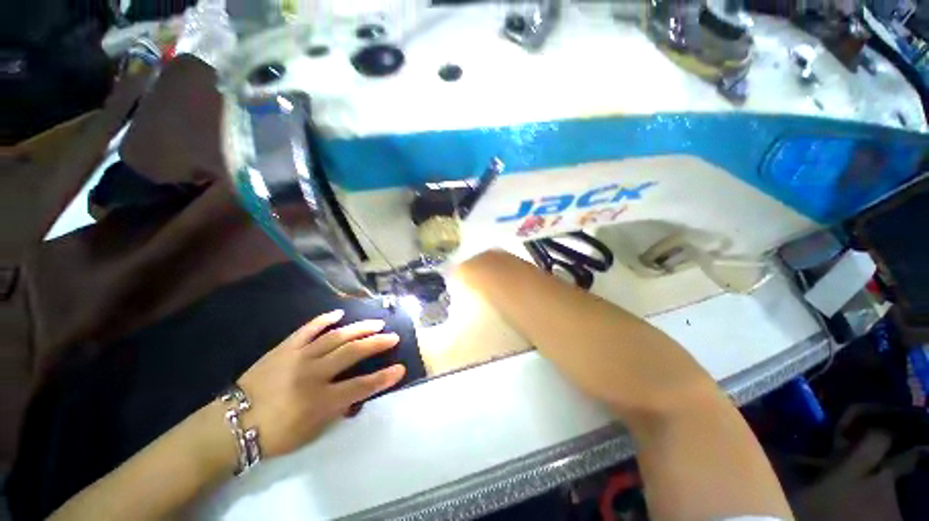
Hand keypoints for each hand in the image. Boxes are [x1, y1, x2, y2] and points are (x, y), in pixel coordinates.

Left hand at [237, 310, 405, 457]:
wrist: (233, 423)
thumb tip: (356, 394)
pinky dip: (323, 320)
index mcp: (320, 399)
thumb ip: (337, 410)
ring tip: (376, 323)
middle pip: (352, 353)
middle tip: (393, 336)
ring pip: (335, 337)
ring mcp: (298, 357)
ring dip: (359, 328)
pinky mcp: (284, 348)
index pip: (360, 386)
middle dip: (377, 343)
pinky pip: (307, 330)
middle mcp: (313, 374)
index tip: (400, 368)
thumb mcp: (311, 431)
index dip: (383, 378)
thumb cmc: (275, 434)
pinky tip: (338, 314)